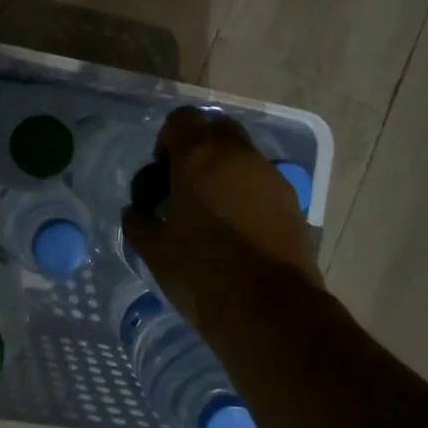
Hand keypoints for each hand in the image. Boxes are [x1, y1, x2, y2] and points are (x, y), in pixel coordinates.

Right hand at [122, 107, 322, 325]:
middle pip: (216, 128)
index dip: (168, 138)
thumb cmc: (202, 274)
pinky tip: (239, 226)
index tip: (162, 171)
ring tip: (213, 208)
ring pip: (243, 153)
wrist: (270, 309)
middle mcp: (238, 154)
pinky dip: (247, 189)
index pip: (182, 119)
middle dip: (199, 146)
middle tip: (186, 183)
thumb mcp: (156, 252)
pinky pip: (262, 179)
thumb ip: (139, 223)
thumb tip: (135, 212)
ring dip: (225, 168)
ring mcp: (269, 174)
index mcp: (199, 157)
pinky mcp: (291, 199)